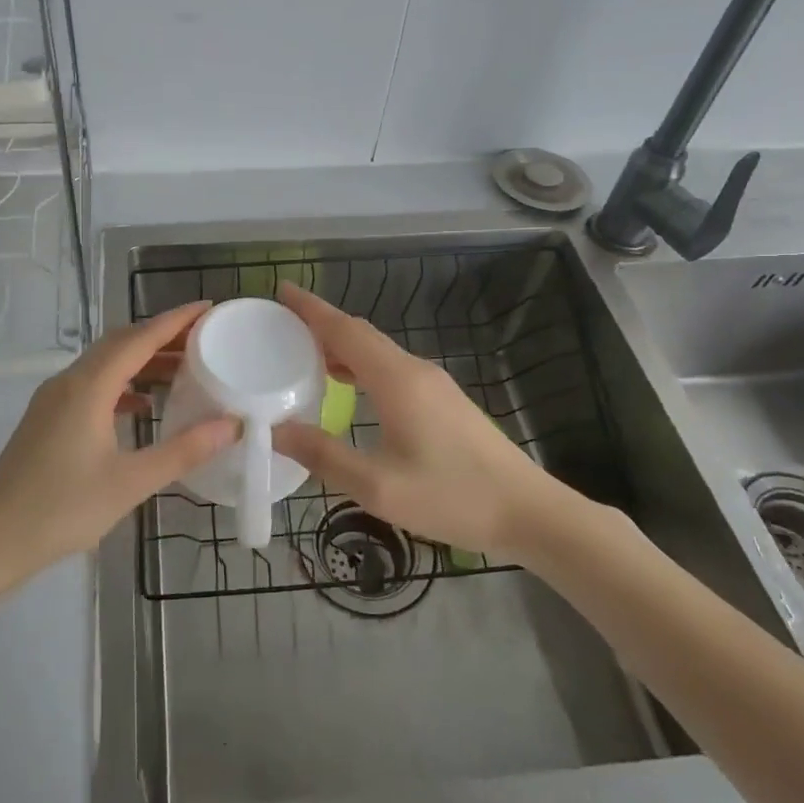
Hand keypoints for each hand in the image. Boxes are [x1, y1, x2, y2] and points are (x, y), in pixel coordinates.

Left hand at [0, 302, 237, 597]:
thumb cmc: (62, 509)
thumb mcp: (130, 482)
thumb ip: (183, 450)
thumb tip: (230, 425)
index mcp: (88, 387)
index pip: (139, 338)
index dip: (175, 320)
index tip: (208, 307)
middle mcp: (68, 381)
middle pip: (120, 343)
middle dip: (161, 336)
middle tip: (203, 339)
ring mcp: (52, 399)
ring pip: (104, 364)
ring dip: (142, 360)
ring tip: (182, 370)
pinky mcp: (46, 418)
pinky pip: (91, 385)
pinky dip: (122, 384)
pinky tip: (143, 406)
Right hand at [271, 283, 585, 557]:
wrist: (528, 511)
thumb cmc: (452, 496)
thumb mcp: (378, 486)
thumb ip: (323, 456)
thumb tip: (275, 431)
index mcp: (396, 380)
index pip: (344, 330)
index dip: (311, 309)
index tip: (281, 291)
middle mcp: (414, 370)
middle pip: (360, 333)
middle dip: (320, 323)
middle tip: (281, 325)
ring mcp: (433, 383)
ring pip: (377, 350)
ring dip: (341, 345)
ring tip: (303, 354)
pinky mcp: (442, 399)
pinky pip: (391, 367)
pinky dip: (360, 364)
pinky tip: (347, 385)